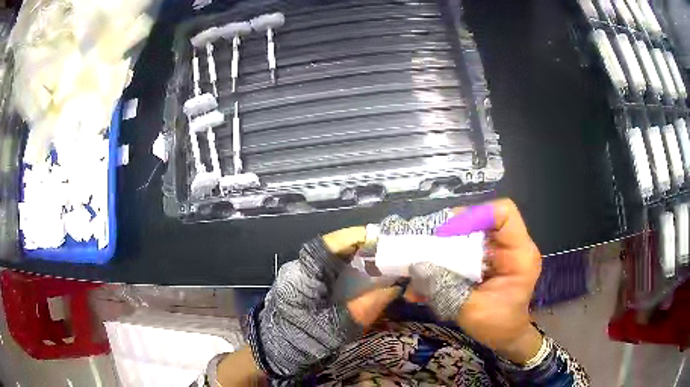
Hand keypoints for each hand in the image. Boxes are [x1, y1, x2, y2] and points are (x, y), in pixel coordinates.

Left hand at [246, 227, 401, 378]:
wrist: (272, 356)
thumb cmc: (300, 343)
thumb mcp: (335, 330)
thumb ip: (364, 309)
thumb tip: (394, 288)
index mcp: (302, 276)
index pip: (328, 244)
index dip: (354, 237)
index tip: (380, 239)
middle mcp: (299, 269)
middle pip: (332, 249)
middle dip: (361, 249)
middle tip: (389, 254)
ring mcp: (300, 277)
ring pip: (331, 260)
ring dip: (356, 260)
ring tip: (382, 265)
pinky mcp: (304, 287)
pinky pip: (329, 272)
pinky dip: (349, 273)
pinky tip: (365, 281)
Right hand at [410, 198, 542, 363]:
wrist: (507, 338)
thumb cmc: (498, 327)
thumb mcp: (471, 311)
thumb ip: (444, 289)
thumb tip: (416, 267)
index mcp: (519, 255)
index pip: (504, 214)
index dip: (475, 215)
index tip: (447, 233)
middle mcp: (512, 247)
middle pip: (483, 221)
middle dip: (453, 232)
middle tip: (428, 246)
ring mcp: (501, 252)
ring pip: (472, 233)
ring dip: (447, 245)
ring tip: (425, 261)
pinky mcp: (490, 260)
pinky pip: (468, 248)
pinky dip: (448, 257)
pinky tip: (431, 274)